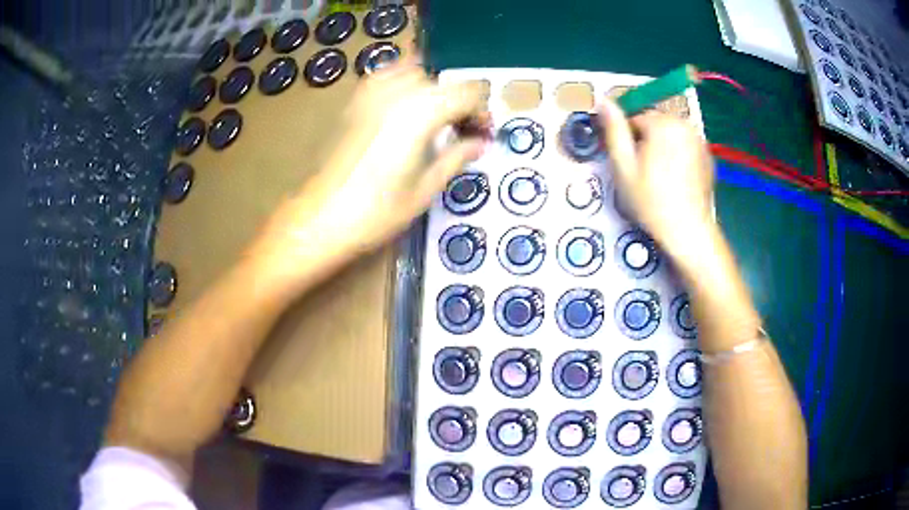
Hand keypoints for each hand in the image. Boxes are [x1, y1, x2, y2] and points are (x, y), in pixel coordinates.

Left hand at [253, 56, 486, 282]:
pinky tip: (405, 107)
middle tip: (462, 133)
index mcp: (423, 111)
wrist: (322, 217)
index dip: (482, 112)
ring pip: (417, 73)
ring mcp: (372, 92)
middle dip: (461, 103)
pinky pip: (386, 76)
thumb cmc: (378, 210)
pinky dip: (403, 84)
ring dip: (434, 91)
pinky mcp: (355, 100)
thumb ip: (457, 156)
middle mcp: (399, 91)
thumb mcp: (427, 187)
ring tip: (435, 120)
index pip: (469, 93)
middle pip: (444, 82)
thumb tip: (480, 143)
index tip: (482, 136)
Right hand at [598, 100, 714, 252]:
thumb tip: (603, 99)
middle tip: (643, 172)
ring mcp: (700, 141)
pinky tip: (675, 180)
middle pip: (655, 123)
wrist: (688, 230)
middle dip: (646, 141)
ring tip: (659, 178)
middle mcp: (685, 125)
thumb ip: (614, 129)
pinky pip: (685, 147)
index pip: (636, 116)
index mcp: (663, 123)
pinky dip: (678, 157)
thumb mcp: (624, 165)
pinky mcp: (708, 157)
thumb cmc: (651, 199)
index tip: (628, 162)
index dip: (627, 138)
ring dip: (662, 148)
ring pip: (670, 135)